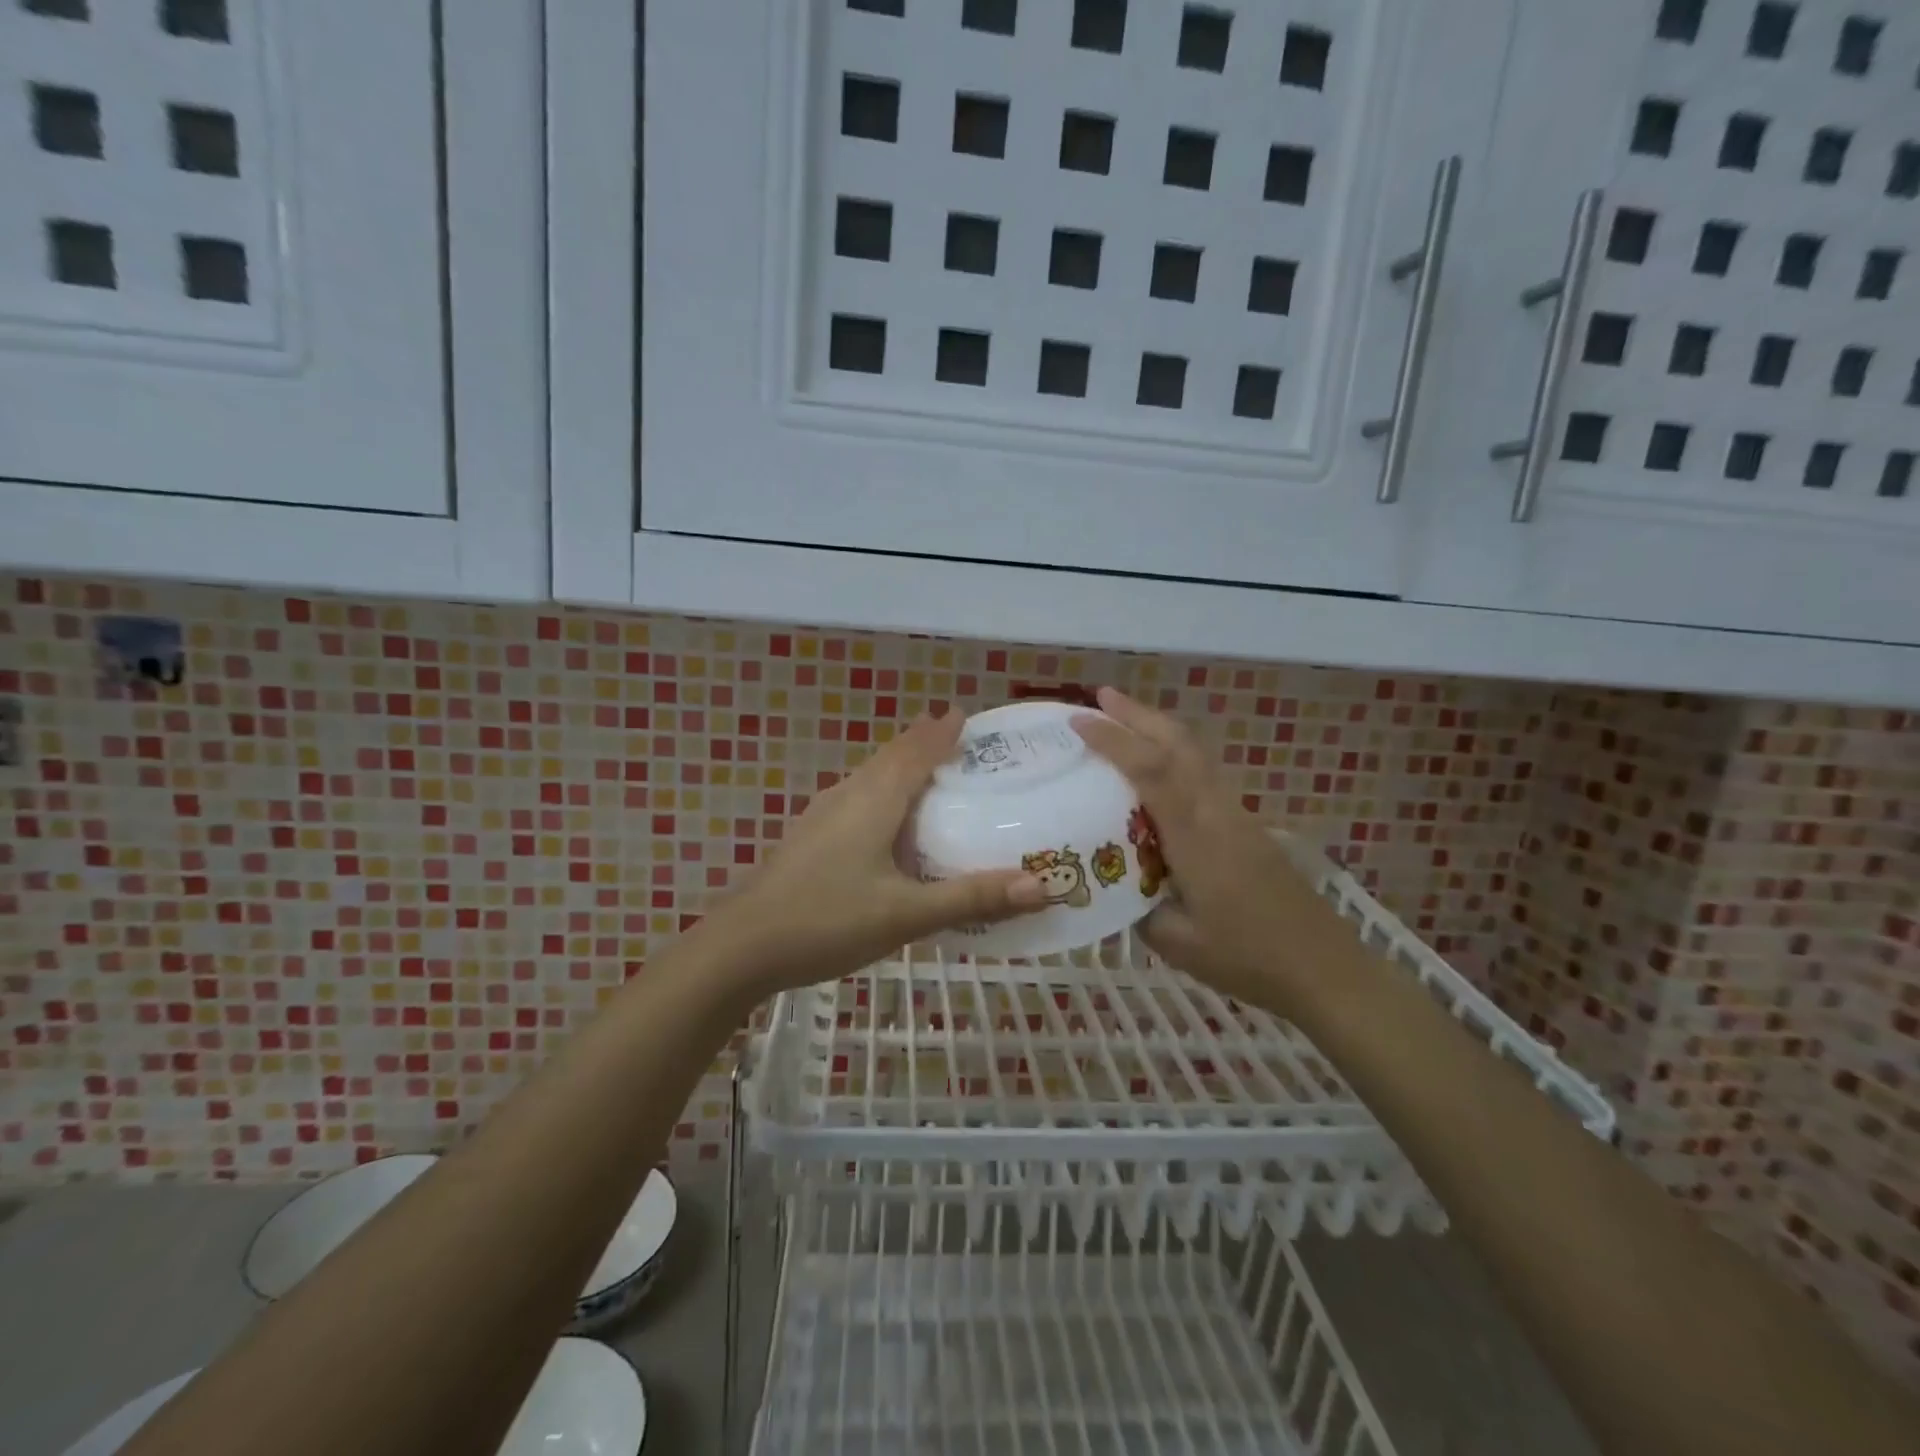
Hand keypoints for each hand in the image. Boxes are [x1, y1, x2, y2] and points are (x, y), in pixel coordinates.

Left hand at [709, 712, 1046, 998]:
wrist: (741, 947)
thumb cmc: (826, 921)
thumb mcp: (906, 915)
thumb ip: (972, 898)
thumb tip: (1043, 885)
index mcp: (874, 800)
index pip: (916, 751)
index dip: (942, 731)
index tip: (967, 714)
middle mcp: (848, 796)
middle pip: (891, 757)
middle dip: (924, 743)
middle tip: (959, 741)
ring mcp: (822, 816)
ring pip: (870, 777)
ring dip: (901, 766)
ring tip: (930, 773)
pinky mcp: (809, 838)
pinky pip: (856, 799)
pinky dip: (882, 794)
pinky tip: (887, 823)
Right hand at [1072, 687, 1332, 1008]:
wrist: (1324, 968)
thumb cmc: (1247, 957)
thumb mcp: (1176, 942)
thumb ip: (1137, 908)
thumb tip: (1115, 886)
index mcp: (1195, 836)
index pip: (1151, 771)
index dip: (1115, 740)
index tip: (1080, 720)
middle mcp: (1217, 812)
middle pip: (1179, 744)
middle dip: (1138, 714)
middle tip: (1101, 696)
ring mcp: (1236, 816)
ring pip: (1196, 754)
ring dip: (1159, 729)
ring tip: (1124, 720)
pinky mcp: (1247, 827)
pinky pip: (1205, 774)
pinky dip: (1176, 755)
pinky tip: (1159, 769)